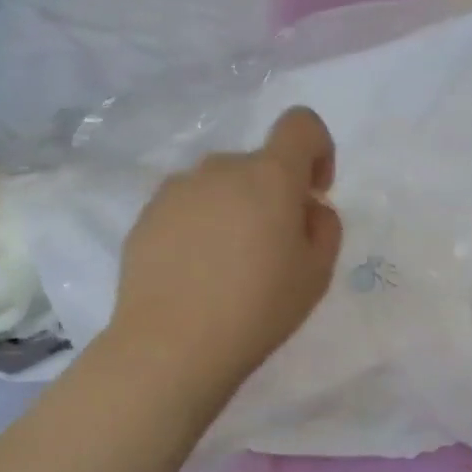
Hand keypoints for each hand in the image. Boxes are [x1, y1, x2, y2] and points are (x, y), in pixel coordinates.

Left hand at [113, 106, 342, 390]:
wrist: (171, 346)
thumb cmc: (257, 309)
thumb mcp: (317, 274)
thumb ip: (325, 226)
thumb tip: (307, 207)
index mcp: (269, 176)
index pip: (300, 125)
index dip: (317, 149)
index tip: (313, 193)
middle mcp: (219, 169)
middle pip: (258, 165)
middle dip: (272, 196)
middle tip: (272, 253)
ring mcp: (176, 190)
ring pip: (219, 188)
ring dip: (233, 212)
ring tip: (228, 268)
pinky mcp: (145, 217)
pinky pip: (186, 210)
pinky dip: (199, 229)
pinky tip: (195, 276)